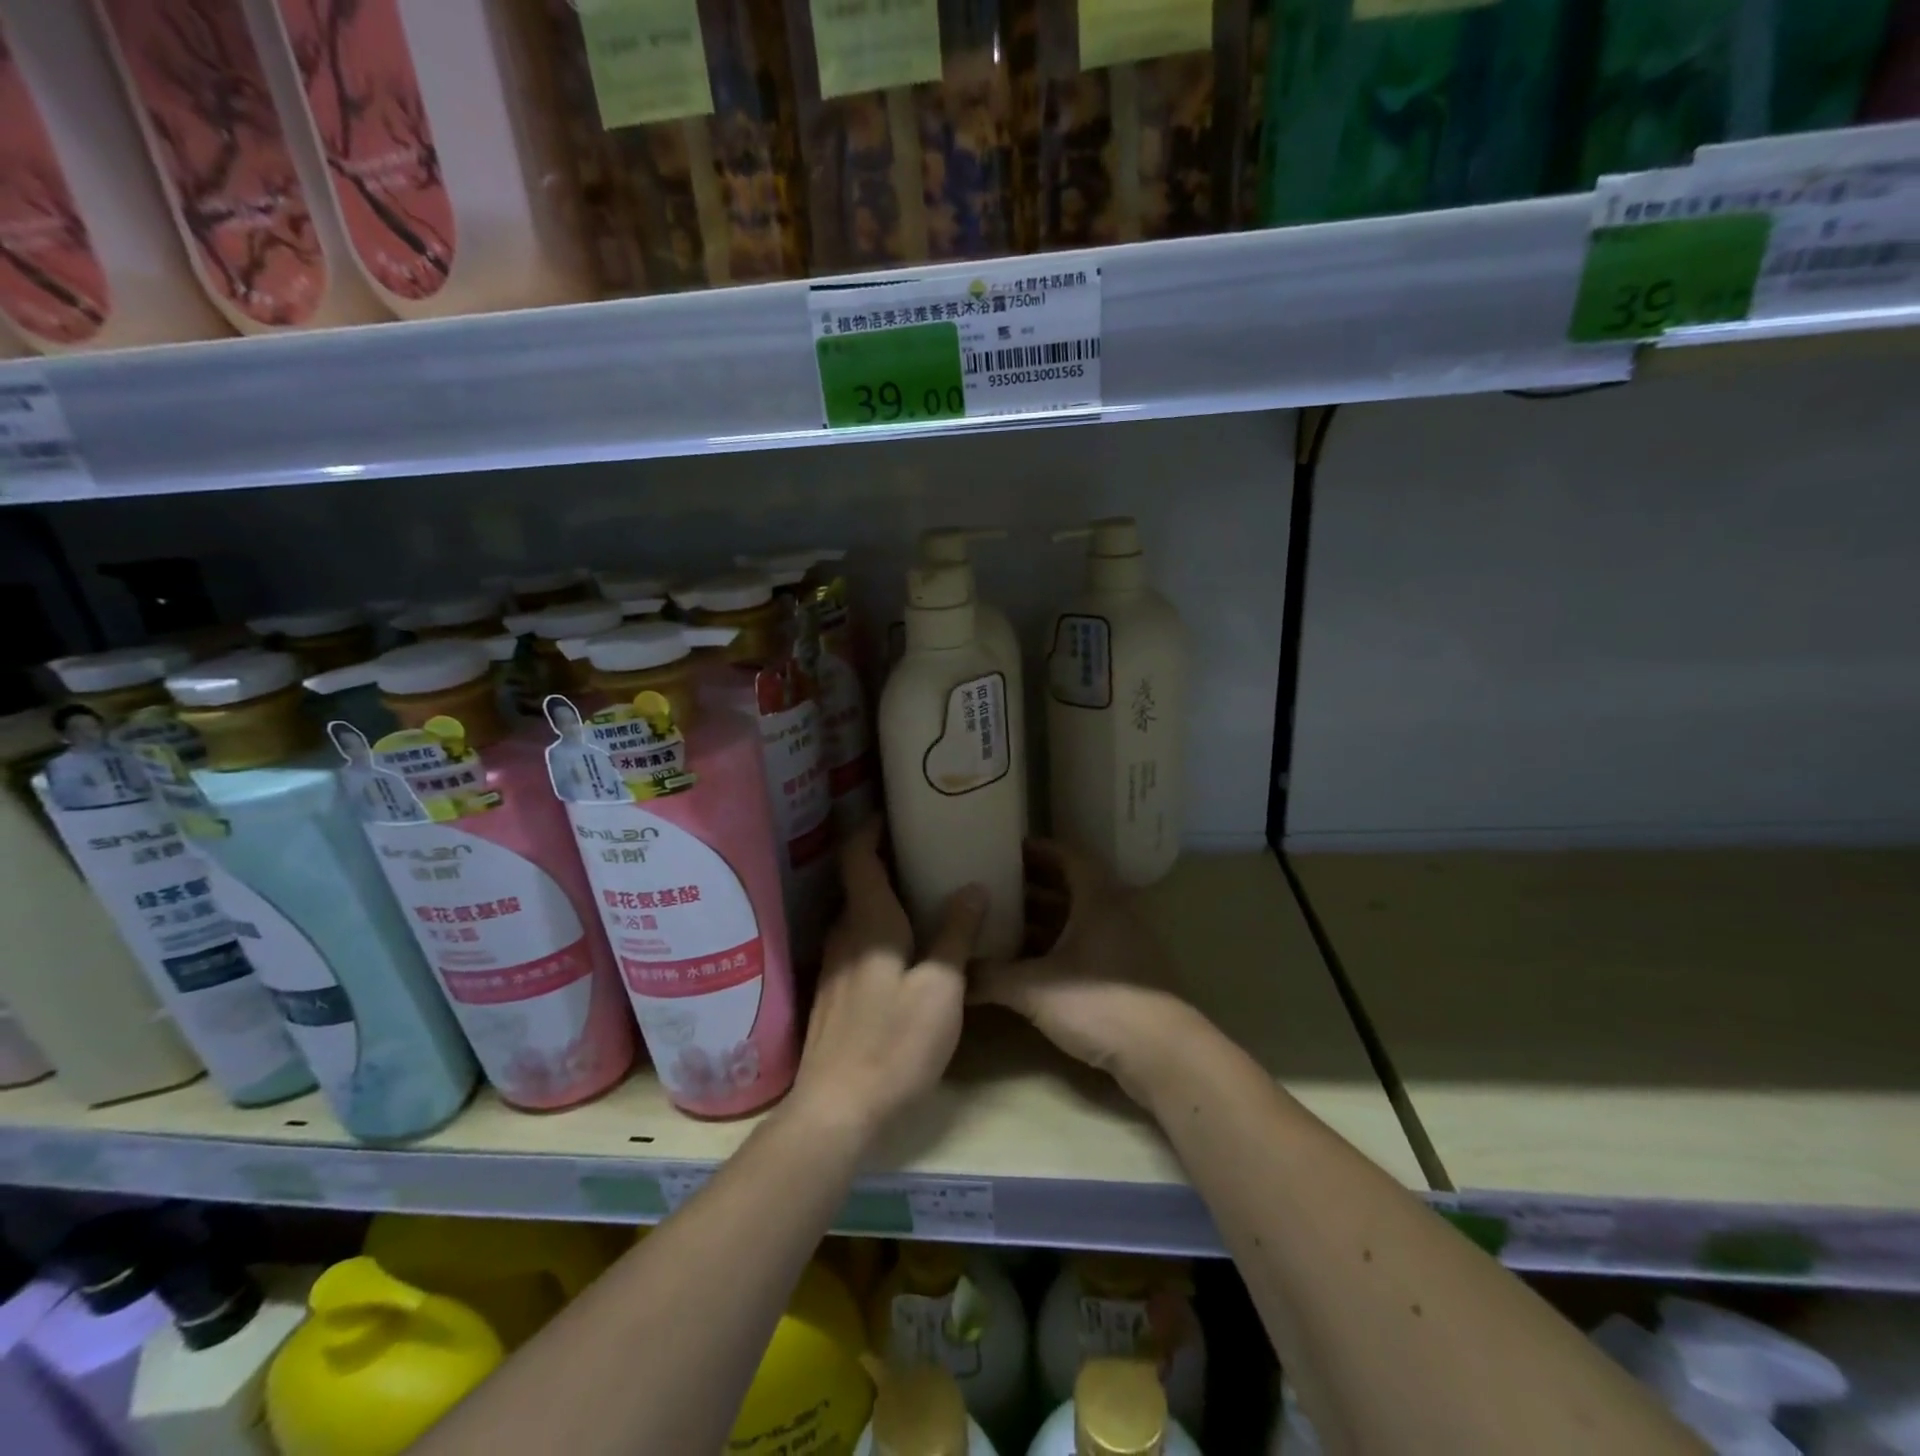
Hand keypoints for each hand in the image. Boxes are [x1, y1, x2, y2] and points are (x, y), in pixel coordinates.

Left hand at [789, 821, 985, 1141]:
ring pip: (859, 914)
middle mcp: (844, 934)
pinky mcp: (836, 993)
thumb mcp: (940, 988)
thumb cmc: (894, 1042)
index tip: (895, 812)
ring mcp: (835, 966)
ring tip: (925, 890)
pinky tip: (908, 944)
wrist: (838, 1110)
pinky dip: (881, 927)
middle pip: (858, 881)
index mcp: (868, 922)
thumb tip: (973, 888)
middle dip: (886, 859)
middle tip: (927, 849)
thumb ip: (956, 935)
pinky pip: (859, 941)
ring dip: (885, 895)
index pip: (857, 856)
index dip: (870, 828)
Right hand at [971, 840, 1199, 1107]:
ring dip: (1043, 920)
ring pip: (1077, 920)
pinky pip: (1084, 946)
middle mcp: (1113, 913)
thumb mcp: (1035, 988)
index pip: (1068, 857)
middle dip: (1032, 886)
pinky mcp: (1125, 976)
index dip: (1038, 850)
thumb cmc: (1099, 1004)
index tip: (1005, 849)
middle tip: (993, 885)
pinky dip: (1056, 947)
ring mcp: (1122, 945)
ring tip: (1002, 922)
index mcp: (1097, 899)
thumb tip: (951, 974)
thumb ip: (990, 977)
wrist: (1162, 1054)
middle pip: (1070, 888)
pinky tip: (1027, 963)